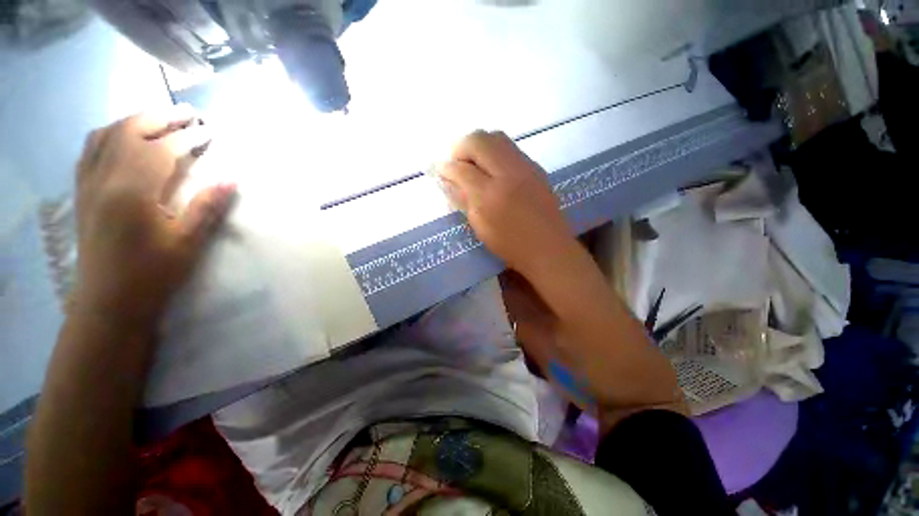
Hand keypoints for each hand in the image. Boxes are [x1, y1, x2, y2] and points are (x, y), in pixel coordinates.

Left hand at [74, 105, 235, 326]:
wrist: (109, 302)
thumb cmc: (152, 273)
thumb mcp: (187, 243)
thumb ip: (207, 207)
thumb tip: (230, 179)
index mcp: (132, 191)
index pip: (161, 150)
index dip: (188, 138)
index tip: (210, 131)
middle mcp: (105, 178)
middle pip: (129, 132)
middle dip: (160, 117)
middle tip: (187, 114)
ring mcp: (89, 184)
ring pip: (106, 136)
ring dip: (133, 120)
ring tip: (157, 119)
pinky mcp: (82, 193)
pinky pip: (90, 150)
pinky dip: (109, 135)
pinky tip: (121, 138)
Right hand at [437, 131, 574, 275]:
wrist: (548, 247)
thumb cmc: (510, 244)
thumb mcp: (479, 226)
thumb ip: (462, 199)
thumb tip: (448, 180)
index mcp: (490, 195)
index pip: (461, 169)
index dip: (446, 167)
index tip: (440, 170)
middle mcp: (508, 173)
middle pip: (479, 140)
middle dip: (461, 147)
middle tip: (457, 164)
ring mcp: (526, 167)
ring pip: (496, 137)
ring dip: (479, 146)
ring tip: (474, 165)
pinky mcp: (536, 167)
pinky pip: (510, 148)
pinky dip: (495, 152)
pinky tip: (493, 169)